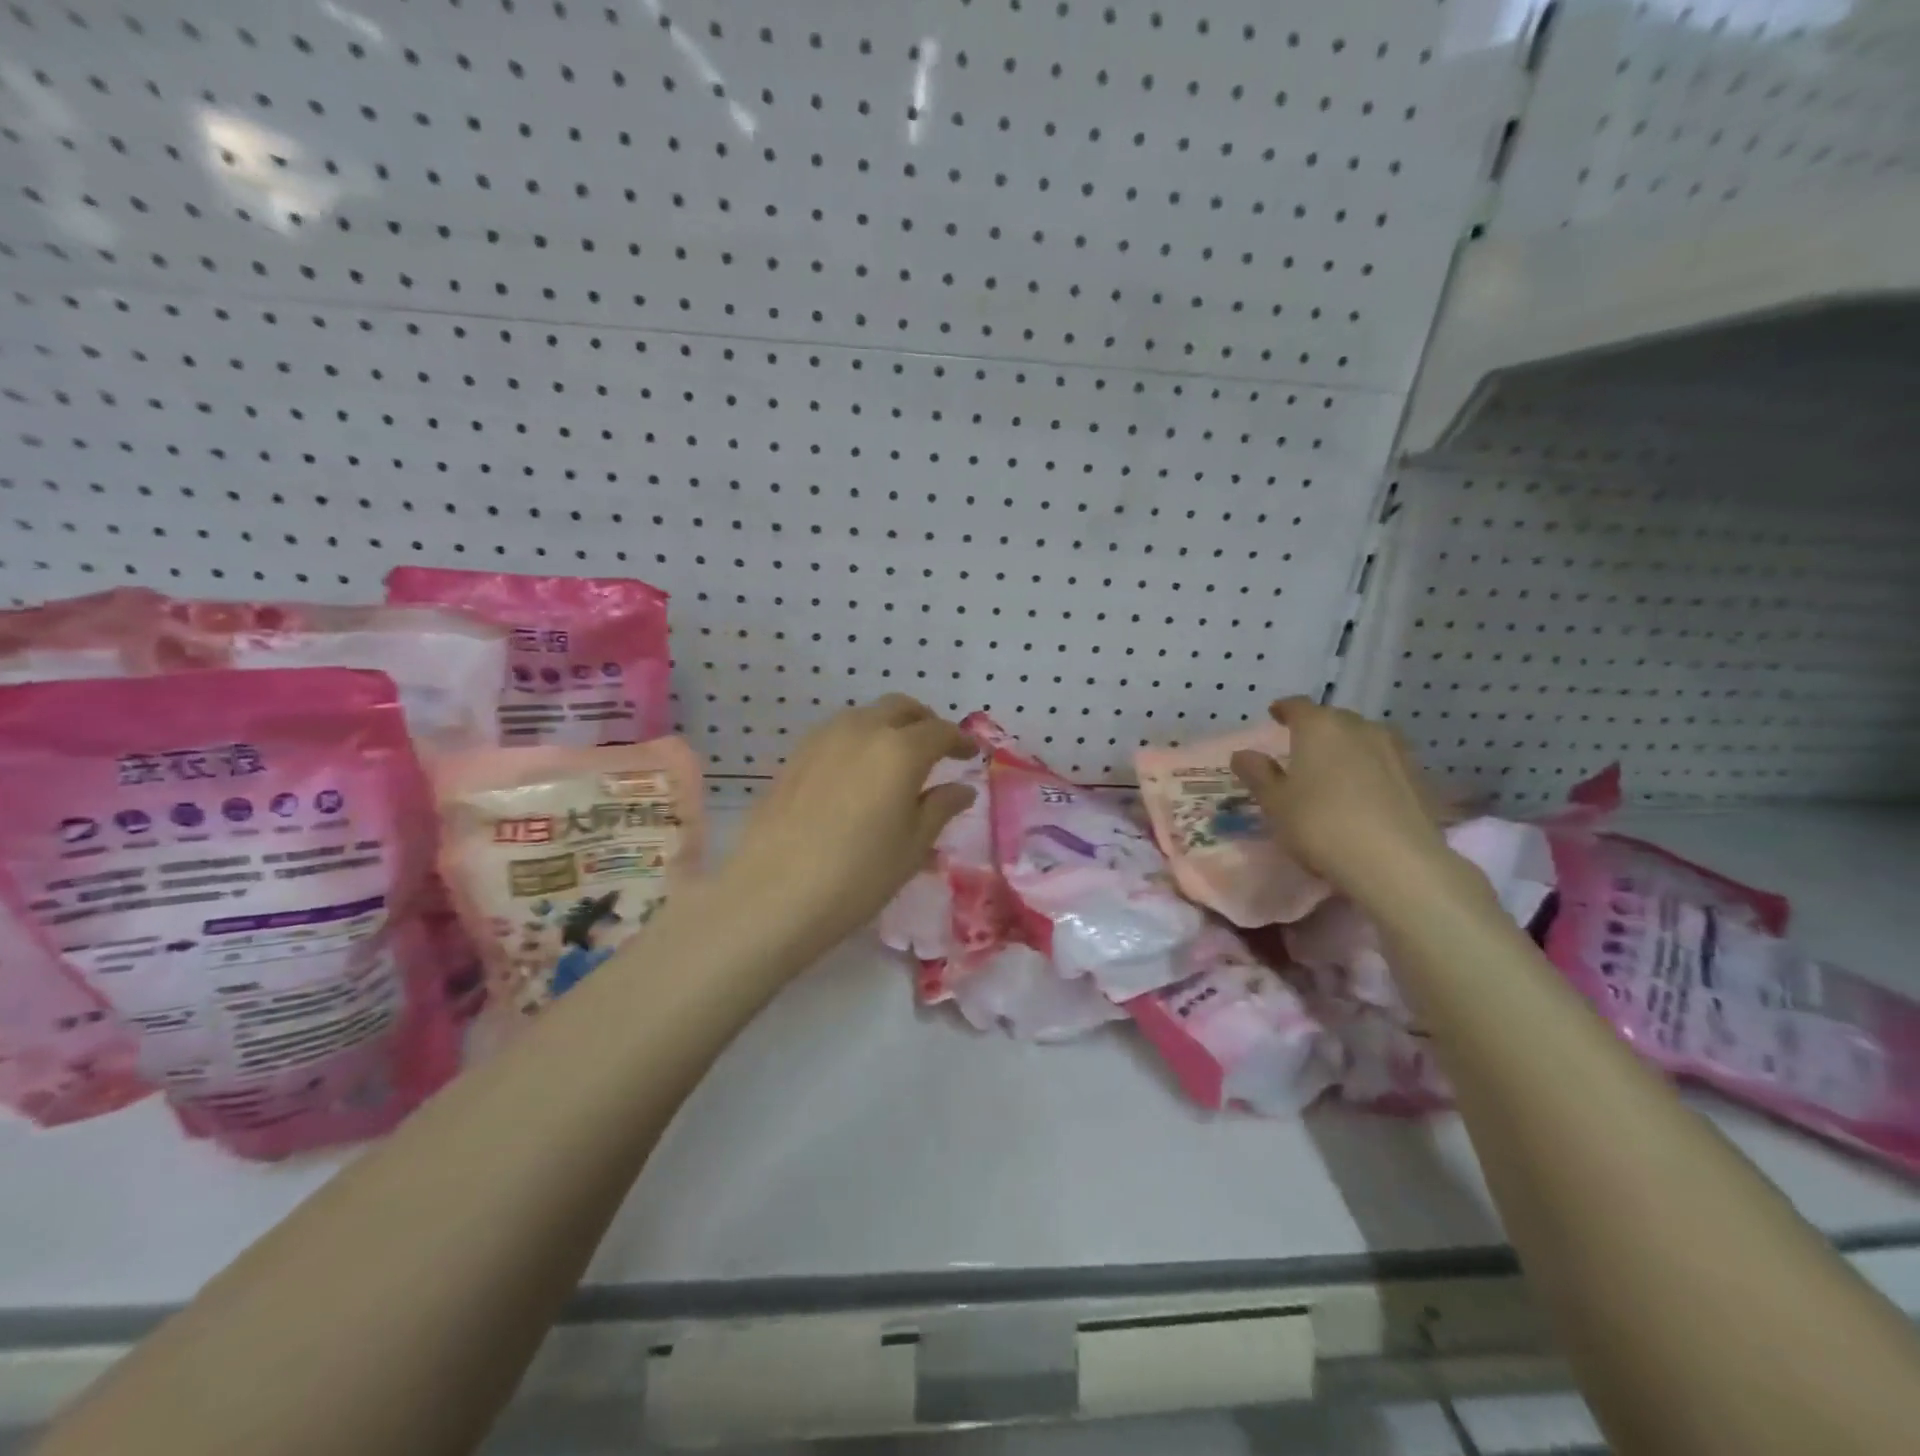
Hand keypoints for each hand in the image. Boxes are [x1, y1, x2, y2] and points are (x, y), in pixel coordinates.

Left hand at [712, 695, 976, 960]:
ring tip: (897, 760)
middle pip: (901, 708)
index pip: (940, 731)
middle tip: (937, 750)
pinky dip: (859, 740)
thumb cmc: (858, 875)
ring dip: (889, 727)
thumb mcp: (912, 847)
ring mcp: (823, 739)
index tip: (971, 755)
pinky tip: (859, 772)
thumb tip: (962, 789)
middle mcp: (862, 730)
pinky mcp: (796, 756)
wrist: (773, 894)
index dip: (960, 741)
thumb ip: (940, 808)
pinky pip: (838, 733)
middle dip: (925, 723)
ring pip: (866, 716)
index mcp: (900, 750)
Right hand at [1229, 698, 1476, 914]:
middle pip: (1333, 719)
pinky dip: (1370, 769)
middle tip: (1302, 749)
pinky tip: (1364, 793)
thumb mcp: (1275, 803)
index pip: (1297, 706)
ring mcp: (1394, 749)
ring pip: (1363, 738)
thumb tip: (1243, 754)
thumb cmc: (1320, 825)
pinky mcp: (1418, 776)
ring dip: (1346, 748)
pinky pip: (1384, 762)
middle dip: (1317, 729)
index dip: (1284, 710)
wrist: (1396, 862)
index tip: (1275, 715)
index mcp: (1319, 727)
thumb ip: (1258, 774)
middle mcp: (1359, 727)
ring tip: (1334, 770)